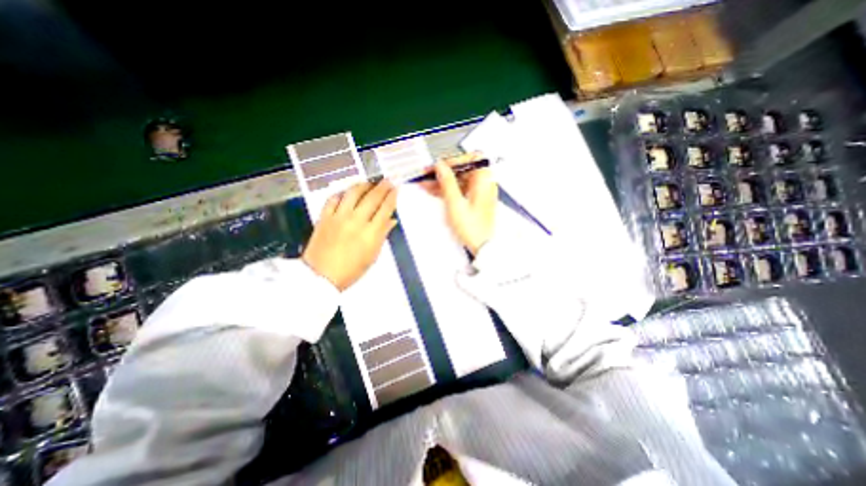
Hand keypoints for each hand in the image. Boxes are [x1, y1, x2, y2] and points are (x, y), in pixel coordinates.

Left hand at [302, 179, 399, 289]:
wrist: (321, 276)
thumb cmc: (351, 270)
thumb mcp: (373, 256)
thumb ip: (382, 235)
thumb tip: (391, 220)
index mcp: (371, 233)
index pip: (385, 209)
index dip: (392, 197)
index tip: (396, 189)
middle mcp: (356, 220)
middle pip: (372, 197)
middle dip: (382, 186)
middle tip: (387, 181)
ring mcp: (339, 217)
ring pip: (353, 193)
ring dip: (363, 185)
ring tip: (368, 183)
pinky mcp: (324, 217)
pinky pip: (333, 198)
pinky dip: (342, 193)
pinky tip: (346, 193)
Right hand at [424, 154, 497, 256]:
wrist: (483, 246)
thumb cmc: (473, 228)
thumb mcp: (455, 203)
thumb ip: (447, 182)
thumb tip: (440, 166)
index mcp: (484, 181)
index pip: (470, 159)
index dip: (453, 160)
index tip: (439, 166)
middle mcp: (484, 184)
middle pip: (463, 170)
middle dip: (444, 172)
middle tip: (427, 174)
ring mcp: (479, 192)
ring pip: (459, 180)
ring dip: (443, 181)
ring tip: (425, 184)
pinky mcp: (474, 200)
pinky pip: (460, 189)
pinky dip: (448, 190)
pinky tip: (434, 191)